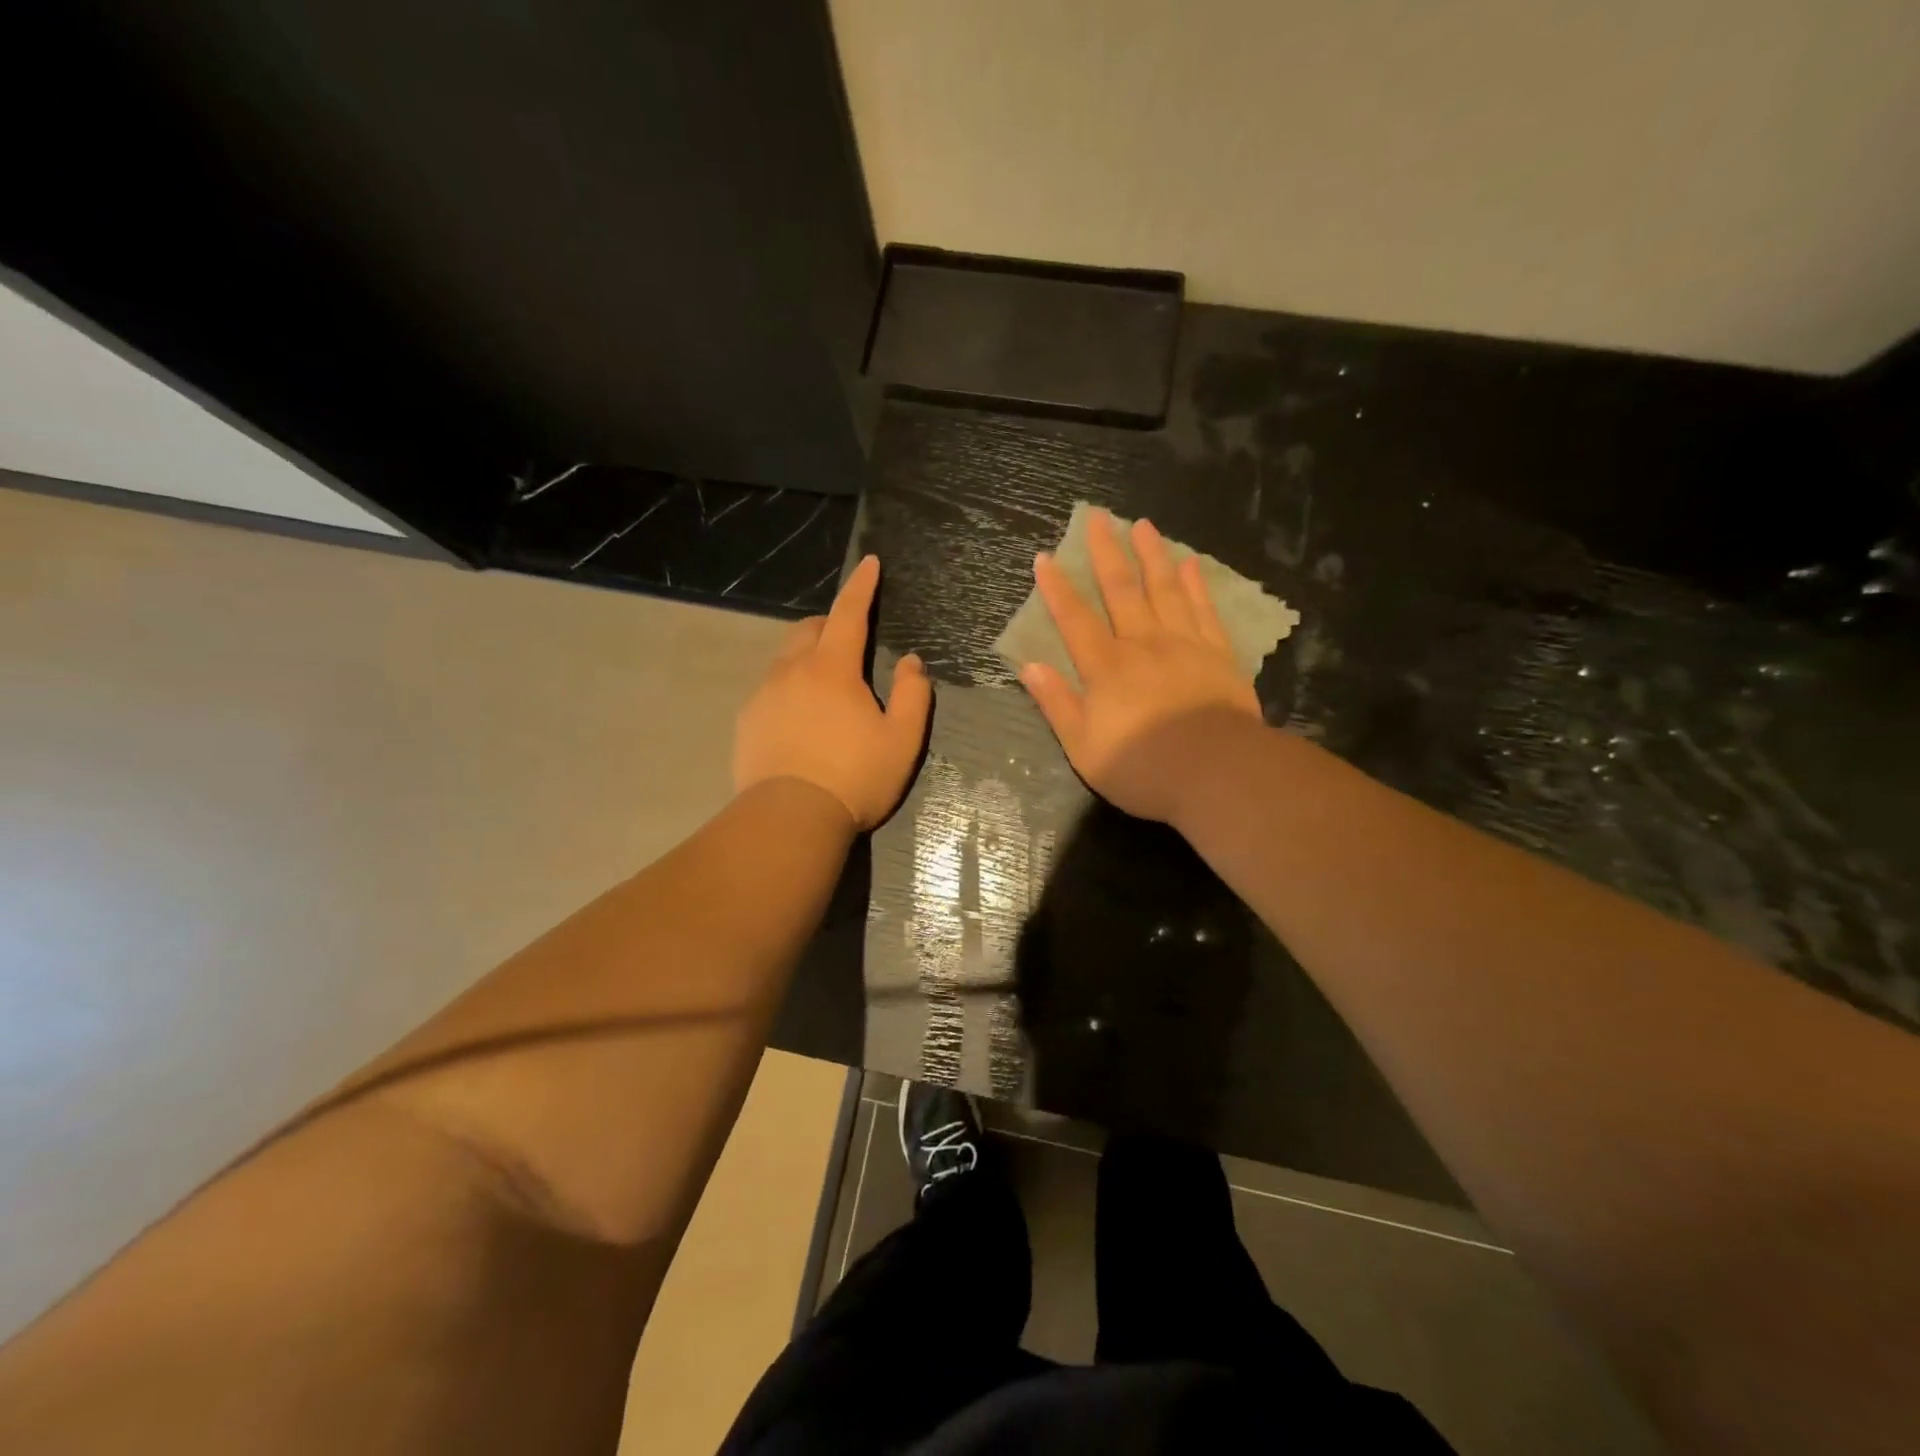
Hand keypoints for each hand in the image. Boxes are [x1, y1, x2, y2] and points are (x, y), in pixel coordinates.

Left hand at [733, 554, 931, 829]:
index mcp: (833, 669)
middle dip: (830, 623)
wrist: (790, 819)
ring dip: (807, 657)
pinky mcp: (747, 721)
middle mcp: (792, 671)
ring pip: (785, 658)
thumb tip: (911, 661)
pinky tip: (799, 720)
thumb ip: (912, 694)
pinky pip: (769, 688)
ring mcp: (763, 695)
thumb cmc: (855, 778)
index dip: (862, 586)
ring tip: (824, 687)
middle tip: (849, 642)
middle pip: (808, 628)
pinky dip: (788, 688)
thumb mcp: (902, 740)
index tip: (869, 563)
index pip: (849, 614)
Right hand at [1019, 511, 1259, 822]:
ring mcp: (1184, 645)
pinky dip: (1194, 585)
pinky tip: (1189, 564)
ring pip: (1163, 589)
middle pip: (1120, 590)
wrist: (1217, 772)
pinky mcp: (1218, 654)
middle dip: (1105, 552)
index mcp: (1106, 668)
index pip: (1074, 619)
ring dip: (1150, 555)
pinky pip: (1203, 610)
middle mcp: (1142, 644)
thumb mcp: (1084, 747)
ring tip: (1142, 525)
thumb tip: (1030, 666)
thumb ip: (1057, 704)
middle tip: (1098, 517)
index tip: (1045, 558)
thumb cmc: (1143, 767)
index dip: (1057, 588)